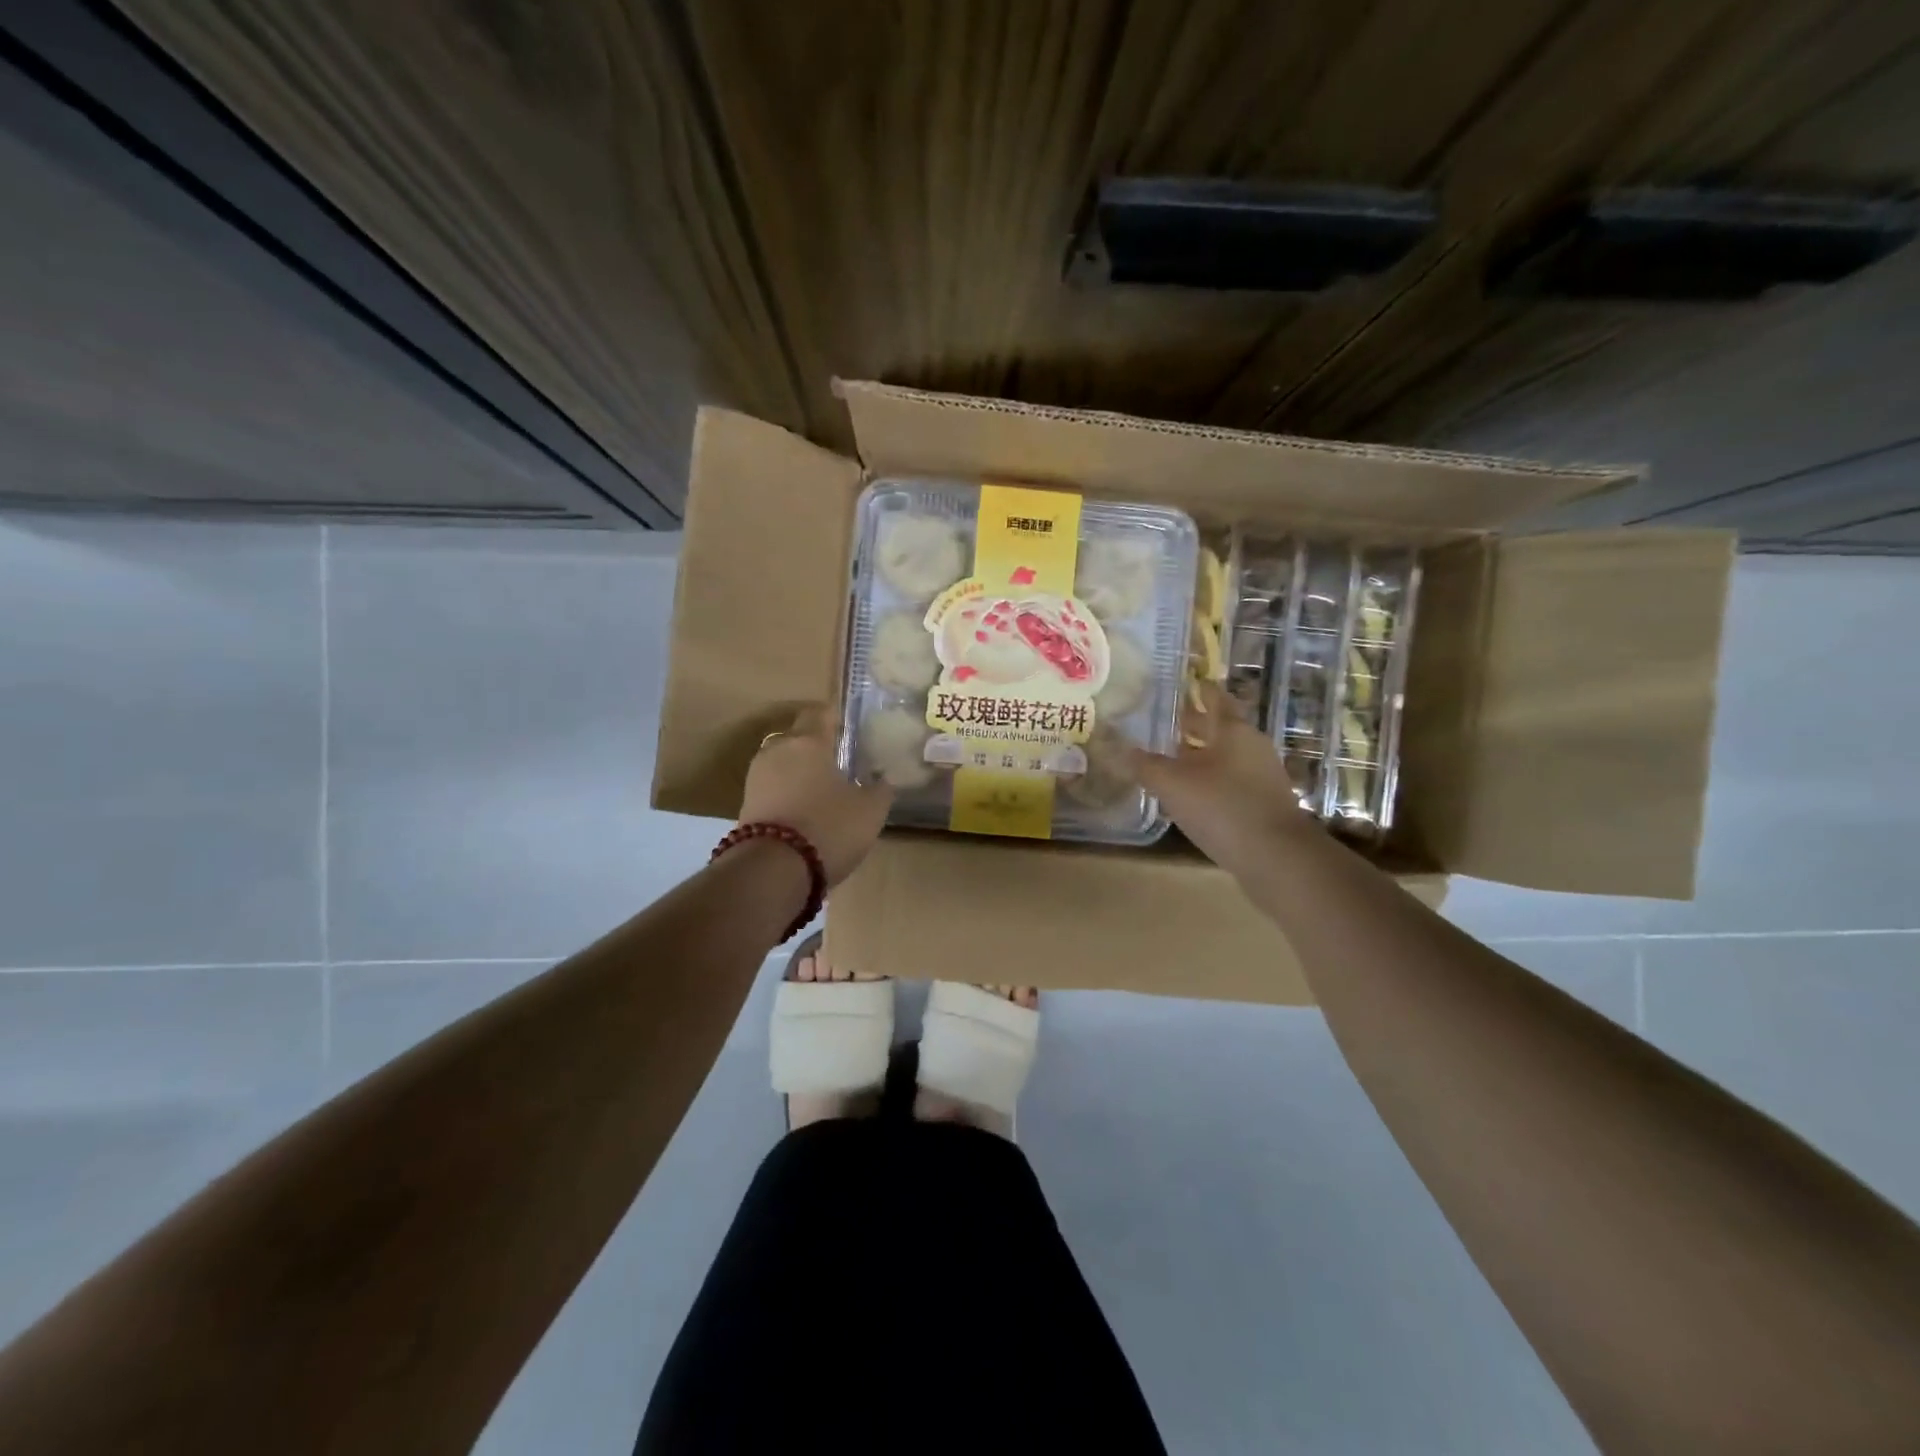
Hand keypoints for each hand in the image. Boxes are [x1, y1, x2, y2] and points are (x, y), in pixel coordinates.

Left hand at [738, 705, 893, 885]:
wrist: (773, 870)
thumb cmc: (828, 827)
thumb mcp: (870, 810)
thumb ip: (880, 789)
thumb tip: (883, 778)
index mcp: (808, 741)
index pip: (820, 714)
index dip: (835, 717)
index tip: (849, 726)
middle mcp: (777, 750)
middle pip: (798, 739)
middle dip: (816, 747)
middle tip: (839, 762)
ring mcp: (756, 778)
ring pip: (783, 764)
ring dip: (799, 773)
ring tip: (823, 790)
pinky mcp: (745, 805)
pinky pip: (773, 789)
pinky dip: (787, 795)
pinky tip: (805, 812)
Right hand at [1131, 683, 1319, 871]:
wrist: (1277, 858)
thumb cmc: (1223, 807)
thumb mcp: (1173, 784)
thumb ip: (1146, 765)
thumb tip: (1121, 750)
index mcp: (1232, 730)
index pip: (1214, 697)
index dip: (1198, 688)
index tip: (1181, 681)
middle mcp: (1251, 746)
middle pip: (1219, 727)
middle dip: (1193, 722)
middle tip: (1163, 719)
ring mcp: (1261, 775)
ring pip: (1224, 755)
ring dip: (1199, 753)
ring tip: (1168, 756)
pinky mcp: (1262, 803)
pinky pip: (1230, 780)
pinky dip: (1209, 778)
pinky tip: (1188, 792)